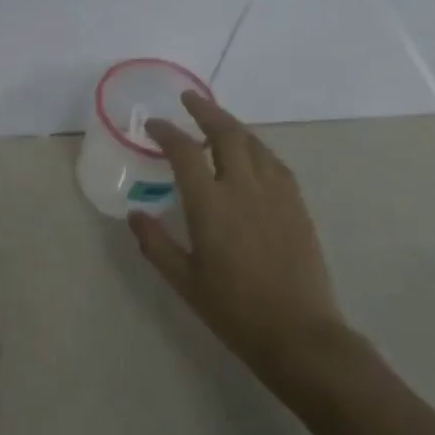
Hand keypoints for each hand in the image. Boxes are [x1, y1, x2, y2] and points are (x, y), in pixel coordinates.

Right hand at [129, 92, 353, 389]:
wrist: (299, 334)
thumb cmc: (233, 309)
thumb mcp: (183, 280)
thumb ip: (155, 243)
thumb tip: (135, 214)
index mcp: (210, 205)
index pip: (184, 151)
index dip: (167, 132)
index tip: (154, 126)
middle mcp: (244, 188)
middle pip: (226, 133)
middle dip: (205, 111)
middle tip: (189, 100)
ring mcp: (276, 194)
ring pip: (254, 144)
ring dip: (233, 126)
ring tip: (217, 122)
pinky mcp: (297, 206)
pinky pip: (275, 164)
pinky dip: (257, 149)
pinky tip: (251, 155)